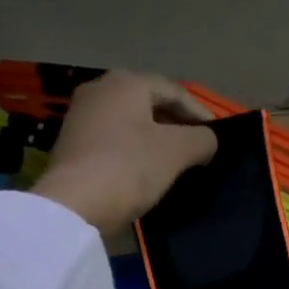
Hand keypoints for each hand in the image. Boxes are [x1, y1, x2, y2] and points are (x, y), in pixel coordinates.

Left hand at [31, 71, 217, 235]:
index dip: (200, 114)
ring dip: (154, 139)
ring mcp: (80, 117)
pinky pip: (112, 141)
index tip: (217, 137)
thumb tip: (207, 140)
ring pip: (129, 123)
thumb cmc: (130, 167)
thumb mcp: (177, 152)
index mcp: (126, 83)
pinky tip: (143, 172)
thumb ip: (202, 140)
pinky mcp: (71, 145)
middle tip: (197, 148)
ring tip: (174, 162)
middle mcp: (99, 90)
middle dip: (175, 125)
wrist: (73, 205)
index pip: (174, 92)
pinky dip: (132, 151)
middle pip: (149, 104)